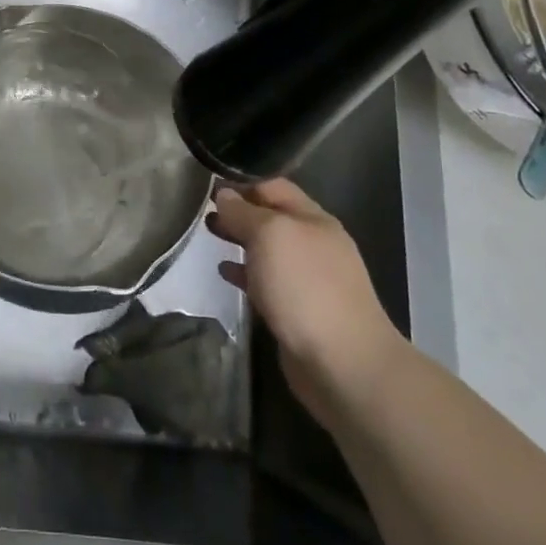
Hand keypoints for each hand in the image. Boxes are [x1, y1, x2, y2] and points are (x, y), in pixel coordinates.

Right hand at [207, 179, 405, 421]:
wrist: (343, 365)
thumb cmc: (305, 288)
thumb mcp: (270, 235)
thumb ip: (244, 212)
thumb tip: (224, 196)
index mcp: (313, 219)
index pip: (273, 185)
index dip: (240, 179)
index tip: (207, 180)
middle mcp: (313, 244)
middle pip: (270, 216)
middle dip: (238, 210)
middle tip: (202, 208)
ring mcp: (308, 279)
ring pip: (267, 249)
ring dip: (239, 239)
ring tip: (209, 233)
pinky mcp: (298, 310)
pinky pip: (266, 281)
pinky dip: (244, 272)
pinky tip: (224, 272)